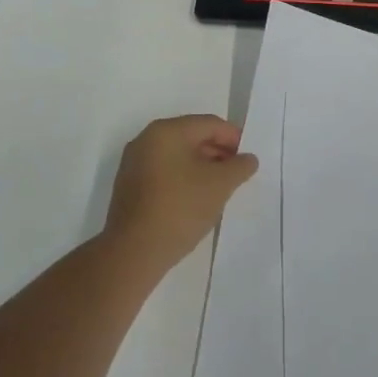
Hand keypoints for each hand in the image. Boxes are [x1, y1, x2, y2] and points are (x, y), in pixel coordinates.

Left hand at [103, 115, 258, 274]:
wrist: (133, 252)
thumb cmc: (180, 208)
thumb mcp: (220, 185)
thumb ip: (239, 166)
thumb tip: (248, 159)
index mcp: (166, 131)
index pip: (209, 124)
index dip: (233, 138)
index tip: (248, 159)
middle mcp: (146, 140)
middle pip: (191, 137)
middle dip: (218, 153)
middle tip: (237, 174)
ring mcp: (134, 163)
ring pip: (177, 156)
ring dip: (201, 167)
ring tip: (219, 188)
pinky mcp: (129, 186)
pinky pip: (163, 172)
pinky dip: (183, 179)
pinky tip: (195, 199)